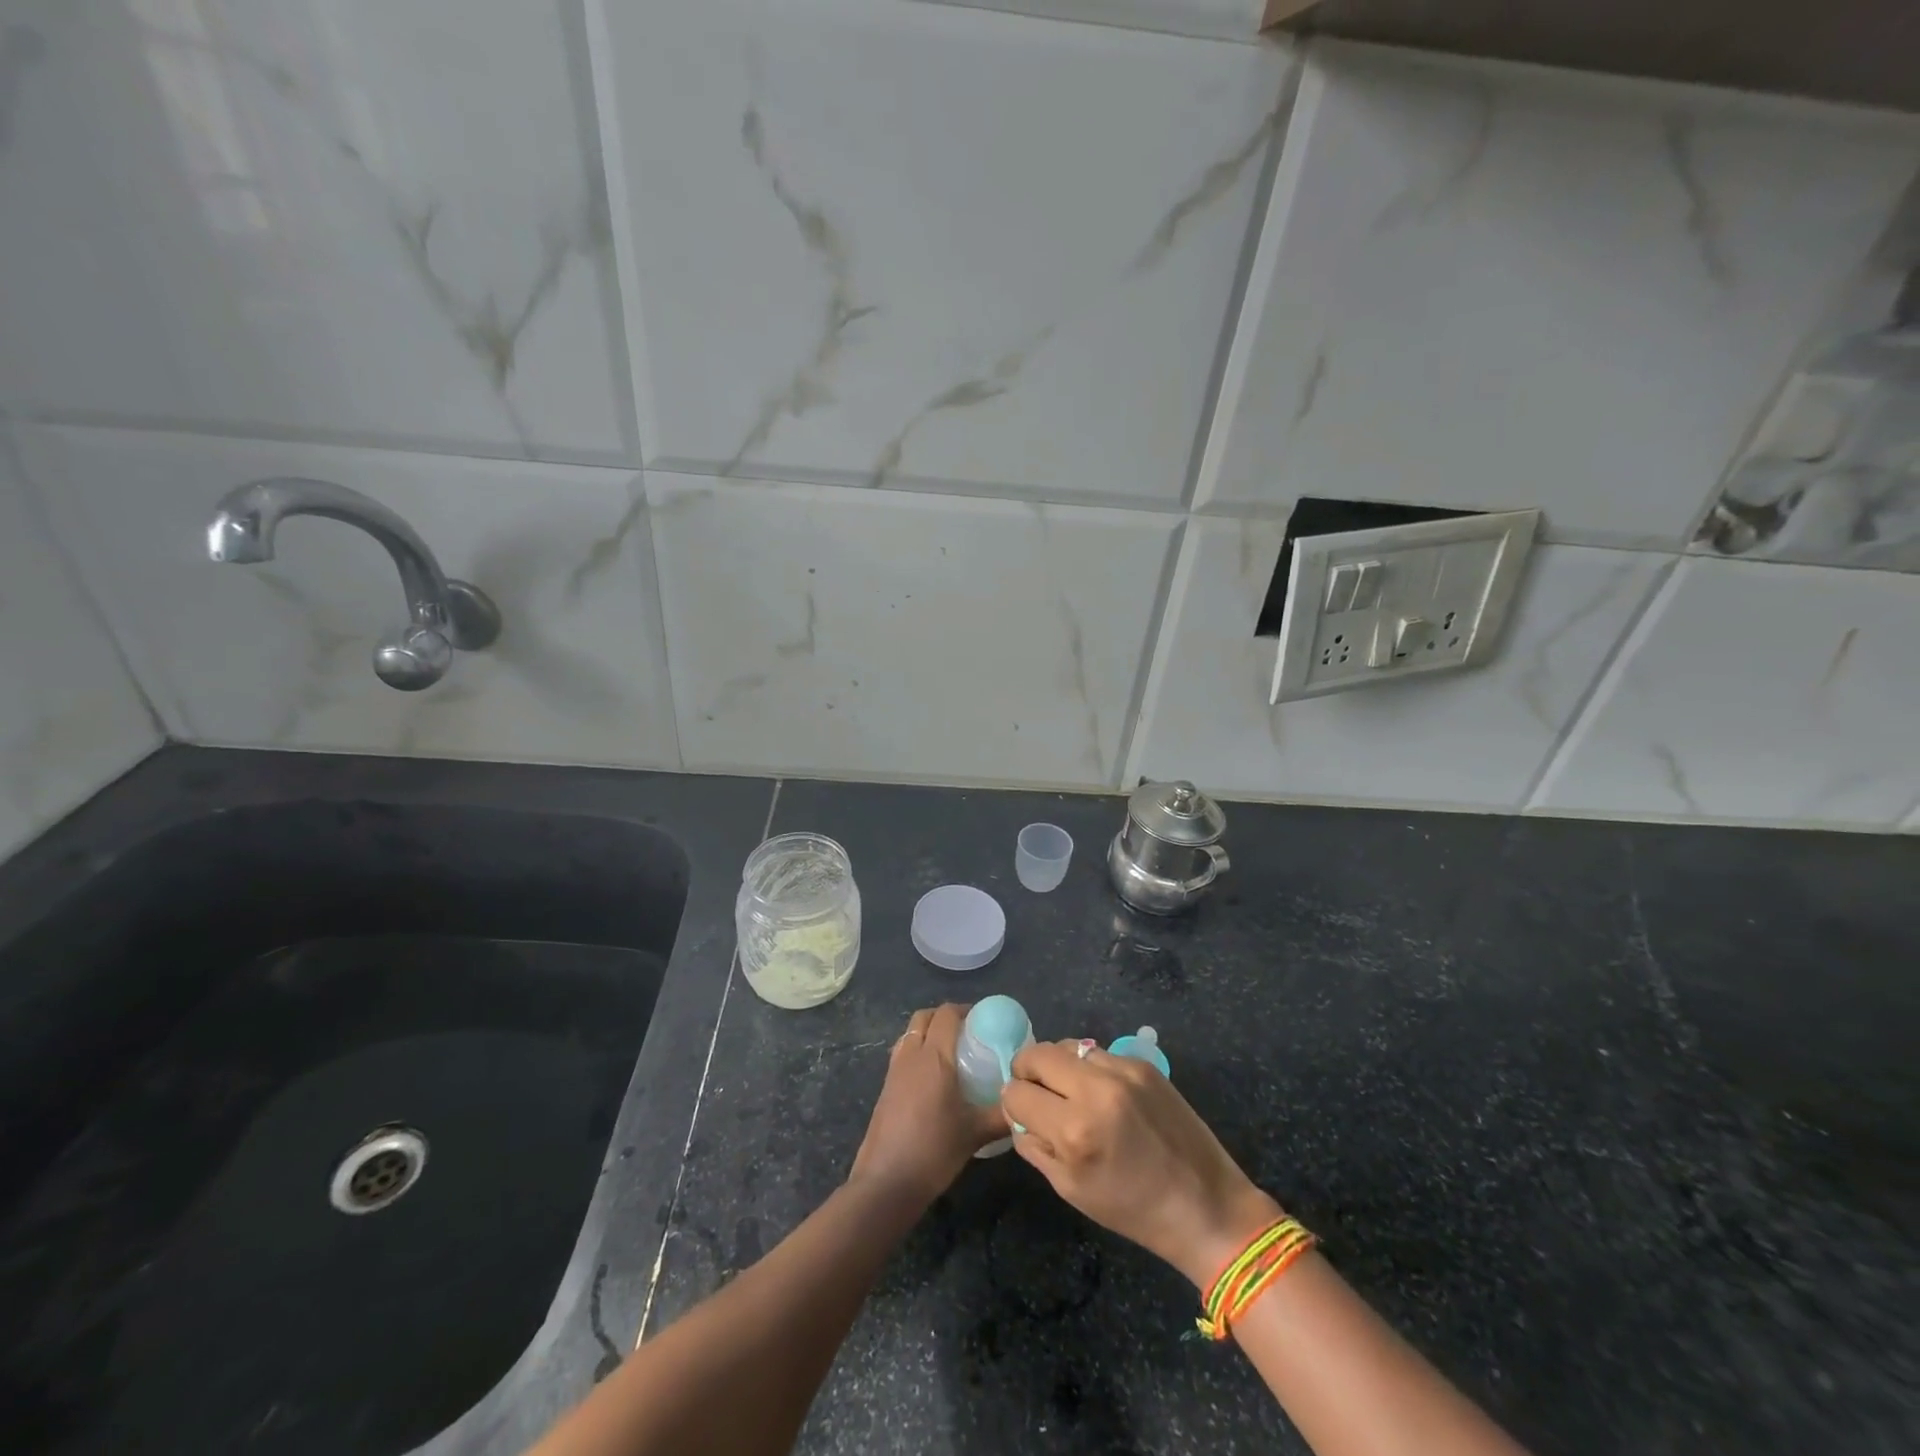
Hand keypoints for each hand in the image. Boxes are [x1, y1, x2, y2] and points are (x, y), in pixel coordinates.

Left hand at [849, 1004, 1009, 1204]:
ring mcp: (894, 1071)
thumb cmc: (934, 1150)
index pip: (947, 1014)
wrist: (886, 1182)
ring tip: (951, 1053)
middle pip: (924, 1017)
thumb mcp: (975, 1133)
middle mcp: (911, 1055)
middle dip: (945, 1017)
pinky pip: (902, 1054)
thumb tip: (1023, 1104)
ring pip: (910, 1034)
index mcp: (934, 1057)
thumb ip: (1002, 1115)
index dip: (965, 1010)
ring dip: (928, 1032)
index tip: (985, 1021)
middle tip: (968, 1033)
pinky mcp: (885, 1088)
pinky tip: (933, 1079)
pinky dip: (917, 1052)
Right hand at [1002, 1040, 1282, 1288]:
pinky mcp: (1143, 1064)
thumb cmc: (1133, 1210)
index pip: (1017, 1093)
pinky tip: (1104, 1095)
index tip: (1024, 1114)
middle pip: (1036, 1054)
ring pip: (1066, 1046)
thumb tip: (1018, 1113)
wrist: (1206, 1205)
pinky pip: (1098, 1052)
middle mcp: (1095, 1089)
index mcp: (1074, 1130)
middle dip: (1027, 1072)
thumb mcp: (1070, 1190)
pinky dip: (1090, 1068)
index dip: (1014, 1104)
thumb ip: (1034, 1145)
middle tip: (1038, 1093)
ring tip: (1072, 1092)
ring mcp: (1122, 1071)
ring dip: (1059, 1066)